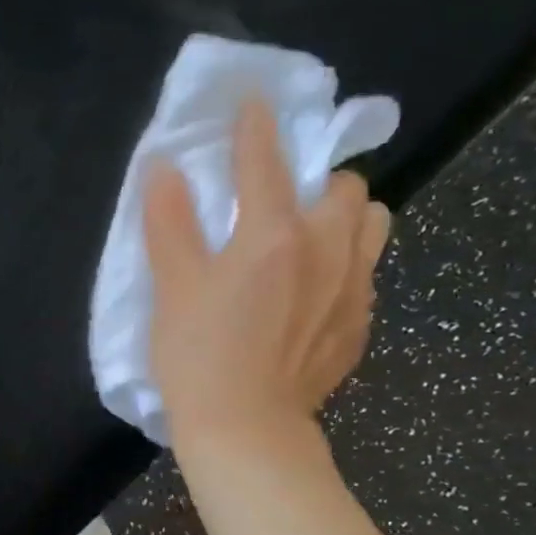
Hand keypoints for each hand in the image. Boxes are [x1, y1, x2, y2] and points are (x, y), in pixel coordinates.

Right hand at [143, 97, 390, 460]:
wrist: (246, 430)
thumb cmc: (198, 356)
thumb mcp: (172, 287)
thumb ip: (169, 221)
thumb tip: (163, 166)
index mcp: (274, 235)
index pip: (267, 161)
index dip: (256, 127)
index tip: (254, 104)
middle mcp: (327, 249)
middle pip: (345, 186)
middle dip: (317, 179)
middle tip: (281, 198)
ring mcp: (353, 288)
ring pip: (372, 224)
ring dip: (345, 216)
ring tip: (309, 238)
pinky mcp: (360, 324)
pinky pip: (367, 271)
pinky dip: (345, 262)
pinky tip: (313, 290)